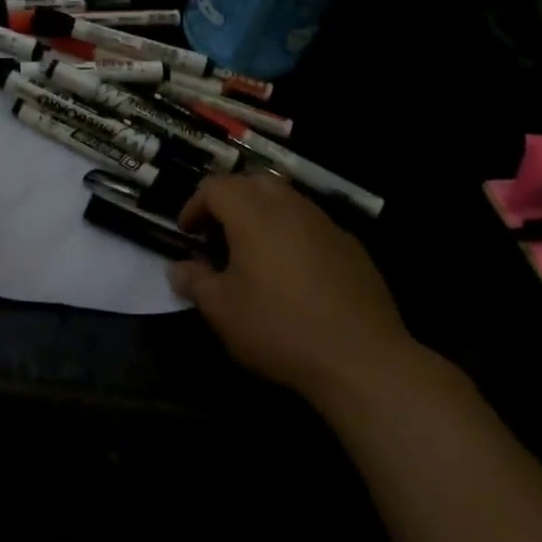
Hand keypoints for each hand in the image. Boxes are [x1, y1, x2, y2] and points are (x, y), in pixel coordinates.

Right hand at [169, 174, 416, 401]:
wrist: (362, 360)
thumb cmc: (279, 329)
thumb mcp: (222, 310)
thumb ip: (195, 282)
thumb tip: (179, 268)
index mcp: (253, 214)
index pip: (215, 186)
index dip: (194, 205)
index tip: (188, 234)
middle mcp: (290, 207)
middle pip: (253, 182)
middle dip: (230, 200)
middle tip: (218, 233)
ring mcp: (325, 224)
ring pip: (286, 199)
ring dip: (263, 213)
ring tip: (254, 251)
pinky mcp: (352, 247)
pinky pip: (313, 225)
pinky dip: (293, 234)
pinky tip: (294, 273)